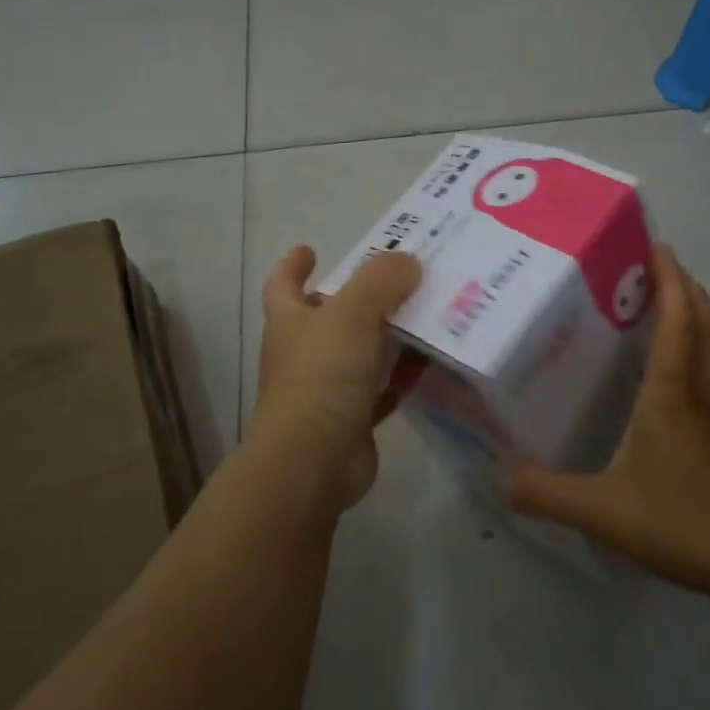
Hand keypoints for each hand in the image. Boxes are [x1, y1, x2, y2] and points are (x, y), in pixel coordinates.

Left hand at [252, 245, 422, 510]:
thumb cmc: (322, 376)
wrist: (313, 460)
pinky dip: (398, 379)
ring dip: (385, 337)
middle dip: (356, 298)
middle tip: (397, 280)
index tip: (309, 249)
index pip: (283, 284)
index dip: (293, 265)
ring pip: (358, 353)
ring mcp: (325, 389)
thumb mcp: (353, 314)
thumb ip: (380, 280)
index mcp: (291, 321)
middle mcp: (303, 352)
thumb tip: (407, 261)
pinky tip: (426, 367)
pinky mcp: (350, 420)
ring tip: (424, 317)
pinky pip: (379, 391)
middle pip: (328, 316)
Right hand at [506, 244, 709, 601]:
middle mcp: (705, 396)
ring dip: (707, 324)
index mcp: (671, 394)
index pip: (677, 322)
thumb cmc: (680, 521)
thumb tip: (499, 477)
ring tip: (685, 314)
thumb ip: (546, 493)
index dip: (670, 281)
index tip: (659, 249)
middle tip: (668, 270)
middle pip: (706, 327)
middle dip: (690, 291)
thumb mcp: (600, 509)